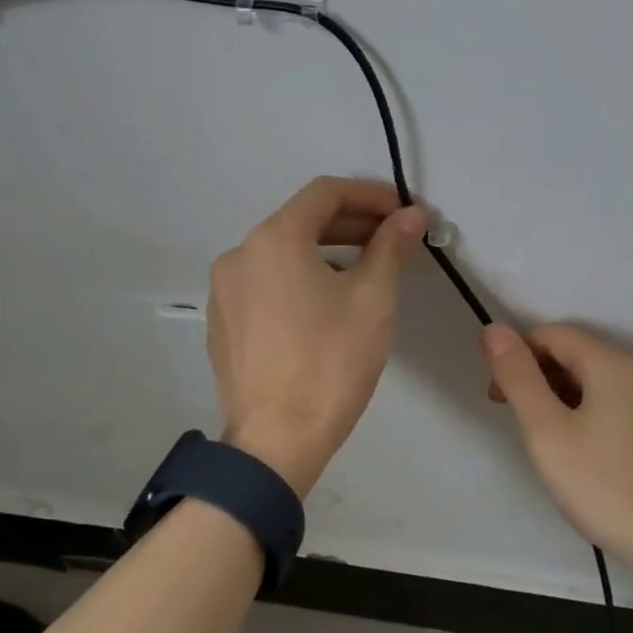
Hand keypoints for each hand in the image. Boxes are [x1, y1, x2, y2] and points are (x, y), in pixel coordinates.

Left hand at [207, 177, 424, 494]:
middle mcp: (239, 254)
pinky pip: (265, 284)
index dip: (369, 194)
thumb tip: (410, 216)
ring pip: (282, 254)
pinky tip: (325, 306)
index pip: (325, 192)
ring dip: (325, 252)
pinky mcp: (222, 322)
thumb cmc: (330, 362)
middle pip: (301, 221)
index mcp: (273, 239)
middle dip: (350, 224)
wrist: (276, 440)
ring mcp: (224, 290)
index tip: (402, 211)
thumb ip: (390, 247)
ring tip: (365, 273)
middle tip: (392, 239)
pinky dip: (298, 280)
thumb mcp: (371, 299)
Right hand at [480, 323, 632, 579]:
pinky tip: (580, 453)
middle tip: (518, 422)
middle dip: (537, 377)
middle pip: (574, 354)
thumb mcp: (546, 431)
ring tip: (547, 442)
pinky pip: (613, 403)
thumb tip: (493, 331)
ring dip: (559, 397)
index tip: (499, 399)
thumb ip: (518, 377)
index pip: (550, 335)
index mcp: (611, 364)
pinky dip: (586, 413)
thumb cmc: (605, 486)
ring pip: (593, 380)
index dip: (517, 357)